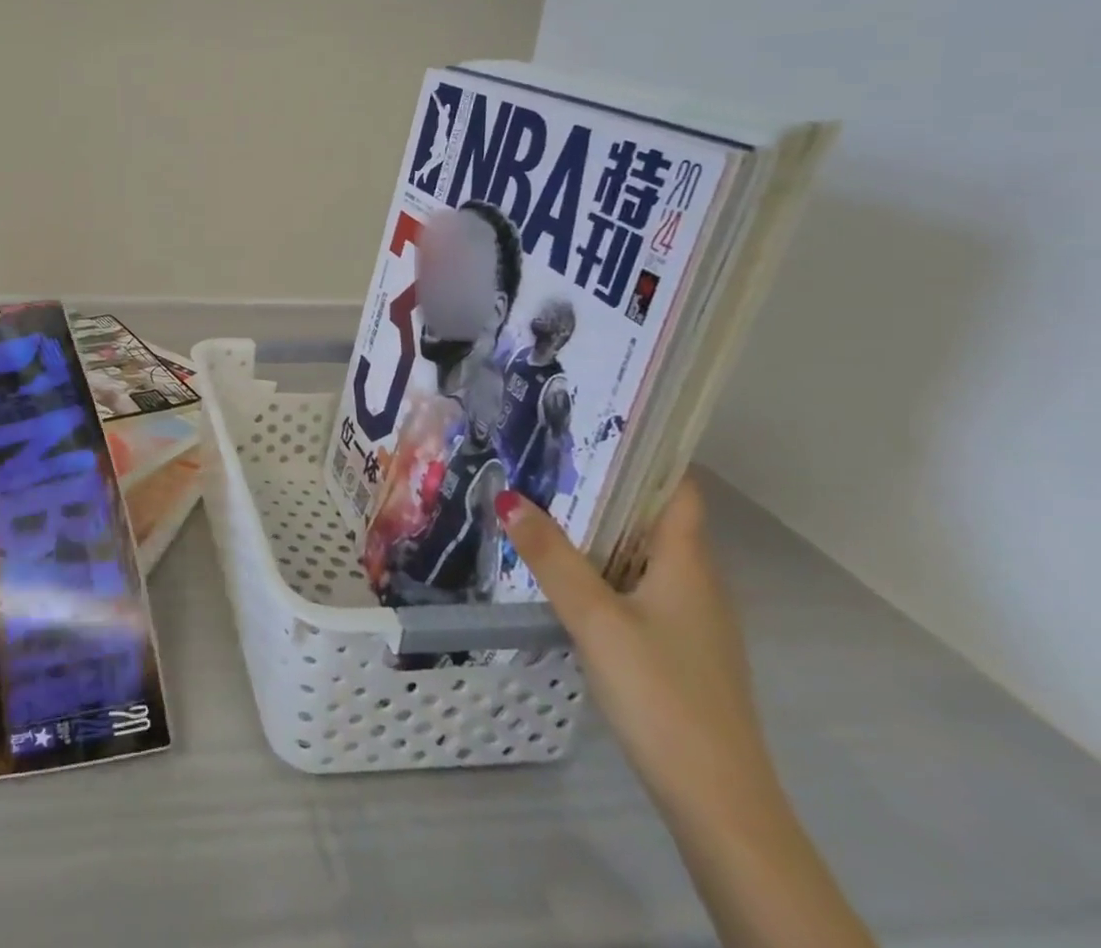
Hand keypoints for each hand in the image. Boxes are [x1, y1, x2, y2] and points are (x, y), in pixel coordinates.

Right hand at [497, 480, 781, 829]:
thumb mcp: (595, 618)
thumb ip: (551, 557)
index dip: (645, 453)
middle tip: (547, 461)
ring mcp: (692, 620)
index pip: (677, 489)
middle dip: (605, 488)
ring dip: (601, 530)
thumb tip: (508, 496)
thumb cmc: (662, 694)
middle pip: (654, 518)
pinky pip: (640, 588)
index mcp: (687, 563)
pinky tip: (567, 576)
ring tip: (545, 506)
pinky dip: (606, 569)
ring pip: (644, 556)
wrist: (719, 803)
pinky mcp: (679, 651)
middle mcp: (697, 583)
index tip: (593, 425)